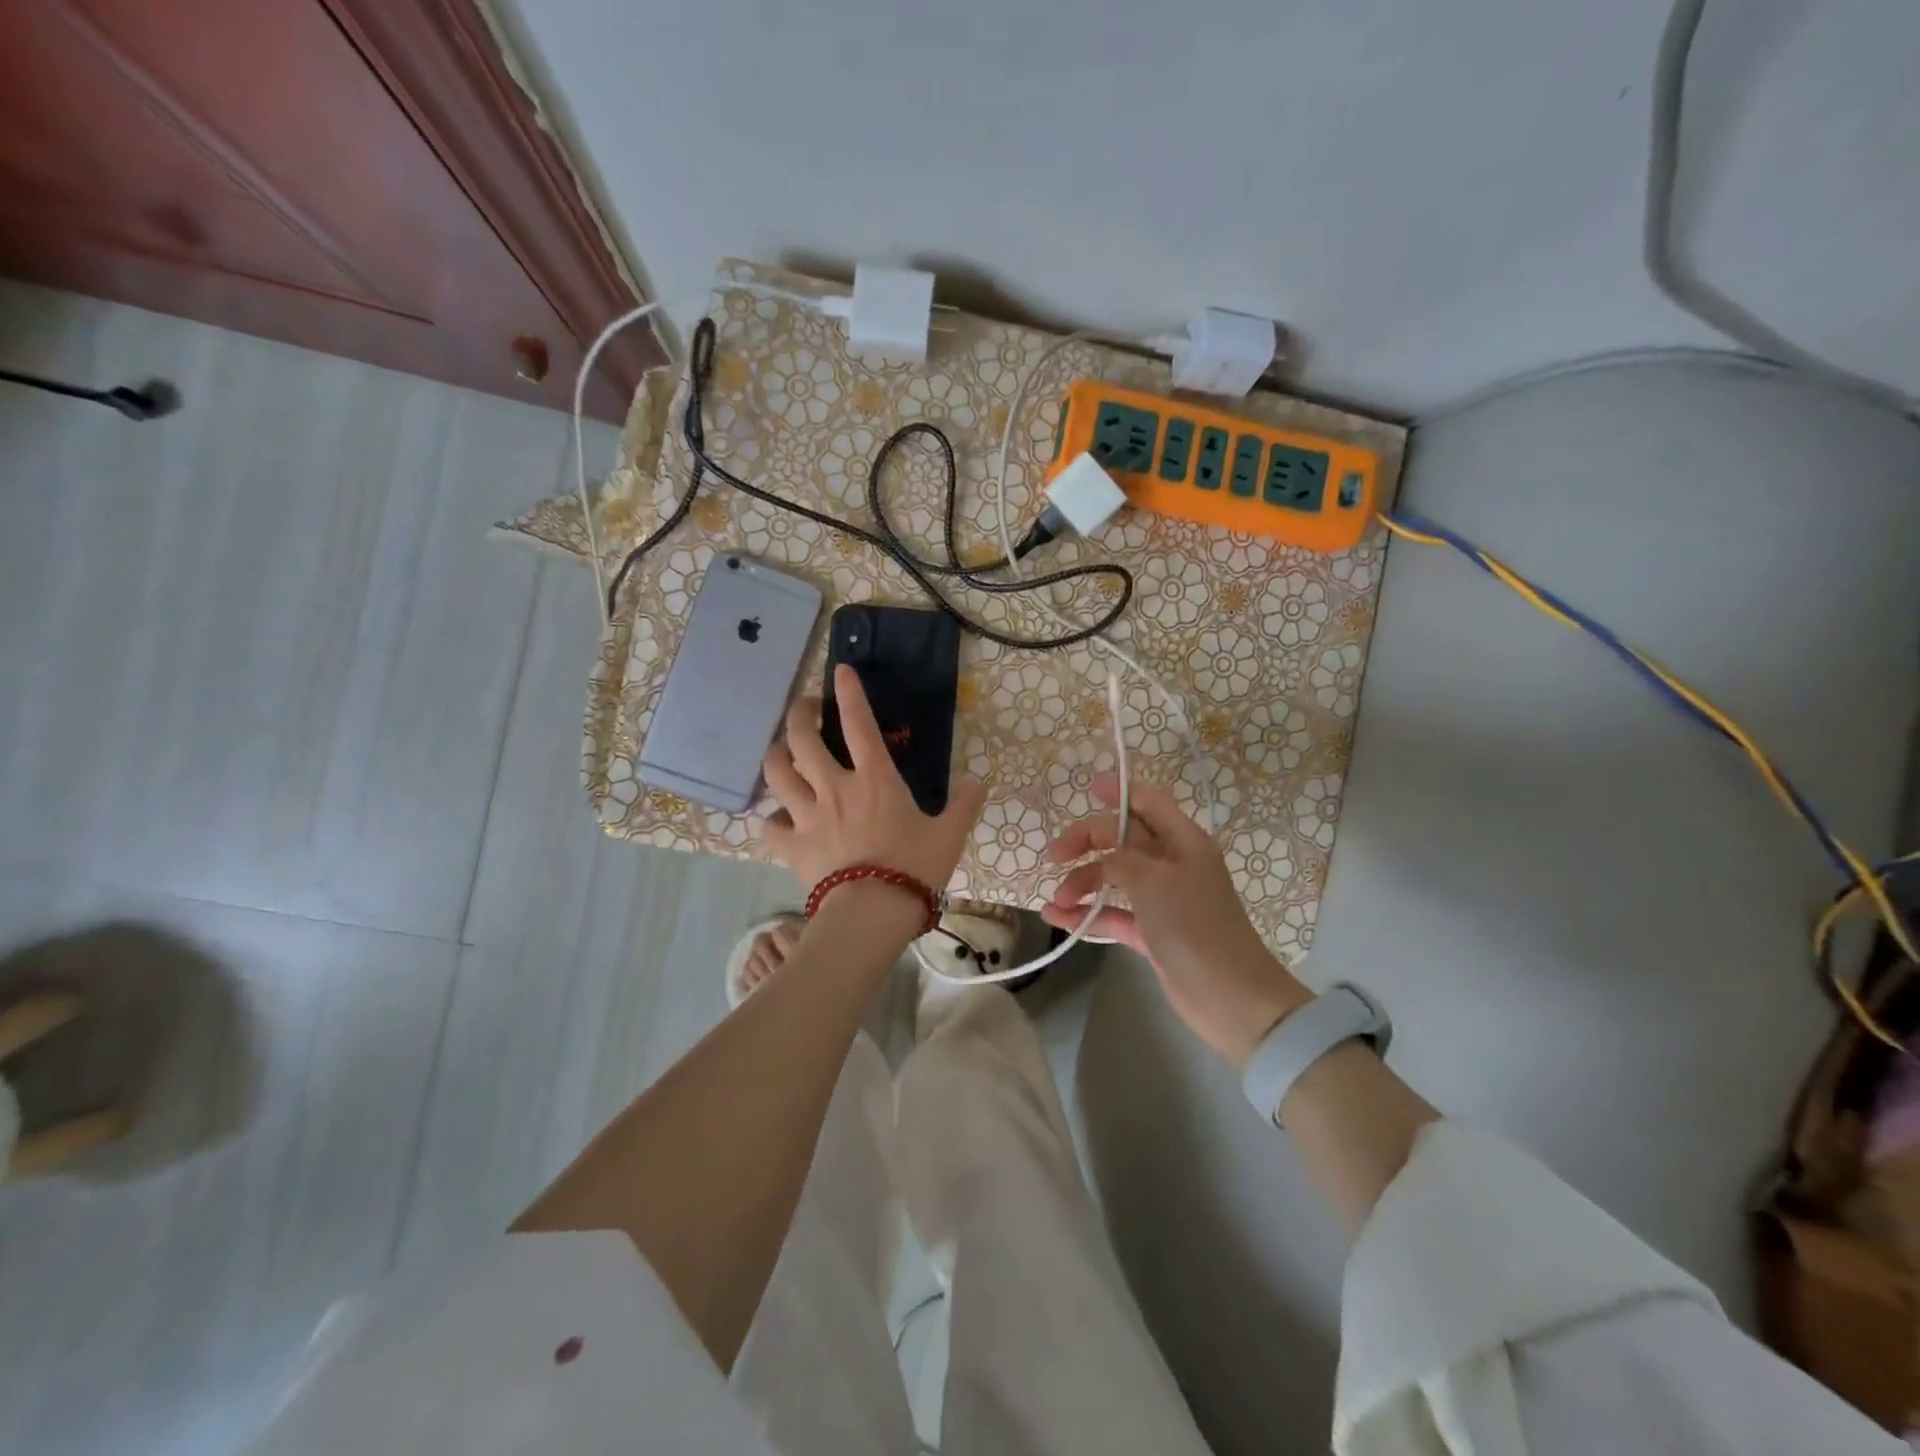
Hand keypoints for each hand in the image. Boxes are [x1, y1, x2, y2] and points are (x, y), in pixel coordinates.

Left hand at [761, 664, 985, 894]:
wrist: (873, 913)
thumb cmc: (914, 869)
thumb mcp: (948, 835)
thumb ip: (963, 806)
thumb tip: (980, 783)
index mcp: (875, 779)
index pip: (859, 724)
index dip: (849, 693)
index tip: (840, 670)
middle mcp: (835, 788)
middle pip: (801, 738)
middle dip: (800, 714)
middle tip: (808, 709)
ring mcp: (808, 815)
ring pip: (776, 772)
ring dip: (777, 756)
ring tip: (783, 753)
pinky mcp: (792, 845)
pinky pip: (770, 824)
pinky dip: (772, 817)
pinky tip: (780, 818)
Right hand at [1042, 774, 1309, 1065]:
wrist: (1229, 998)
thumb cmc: (1194, 927)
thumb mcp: (1154, 881)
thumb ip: (1121, 858)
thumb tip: (1101, 855)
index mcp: (1182, 841)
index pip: (1148, 803)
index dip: (1120, 792)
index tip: (1087, 790)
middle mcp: (1172, 864)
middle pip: (1122, 839)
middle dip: (1087, 843)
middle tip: (1054, 857)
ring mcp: (1161, 899)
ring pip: (1113, 877)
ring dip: (1082, 883)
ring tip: (1056, 901)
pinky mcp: (1151, 932)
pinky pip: (1113, 913)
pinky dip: (1087, 914)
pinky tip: (1058, 918)